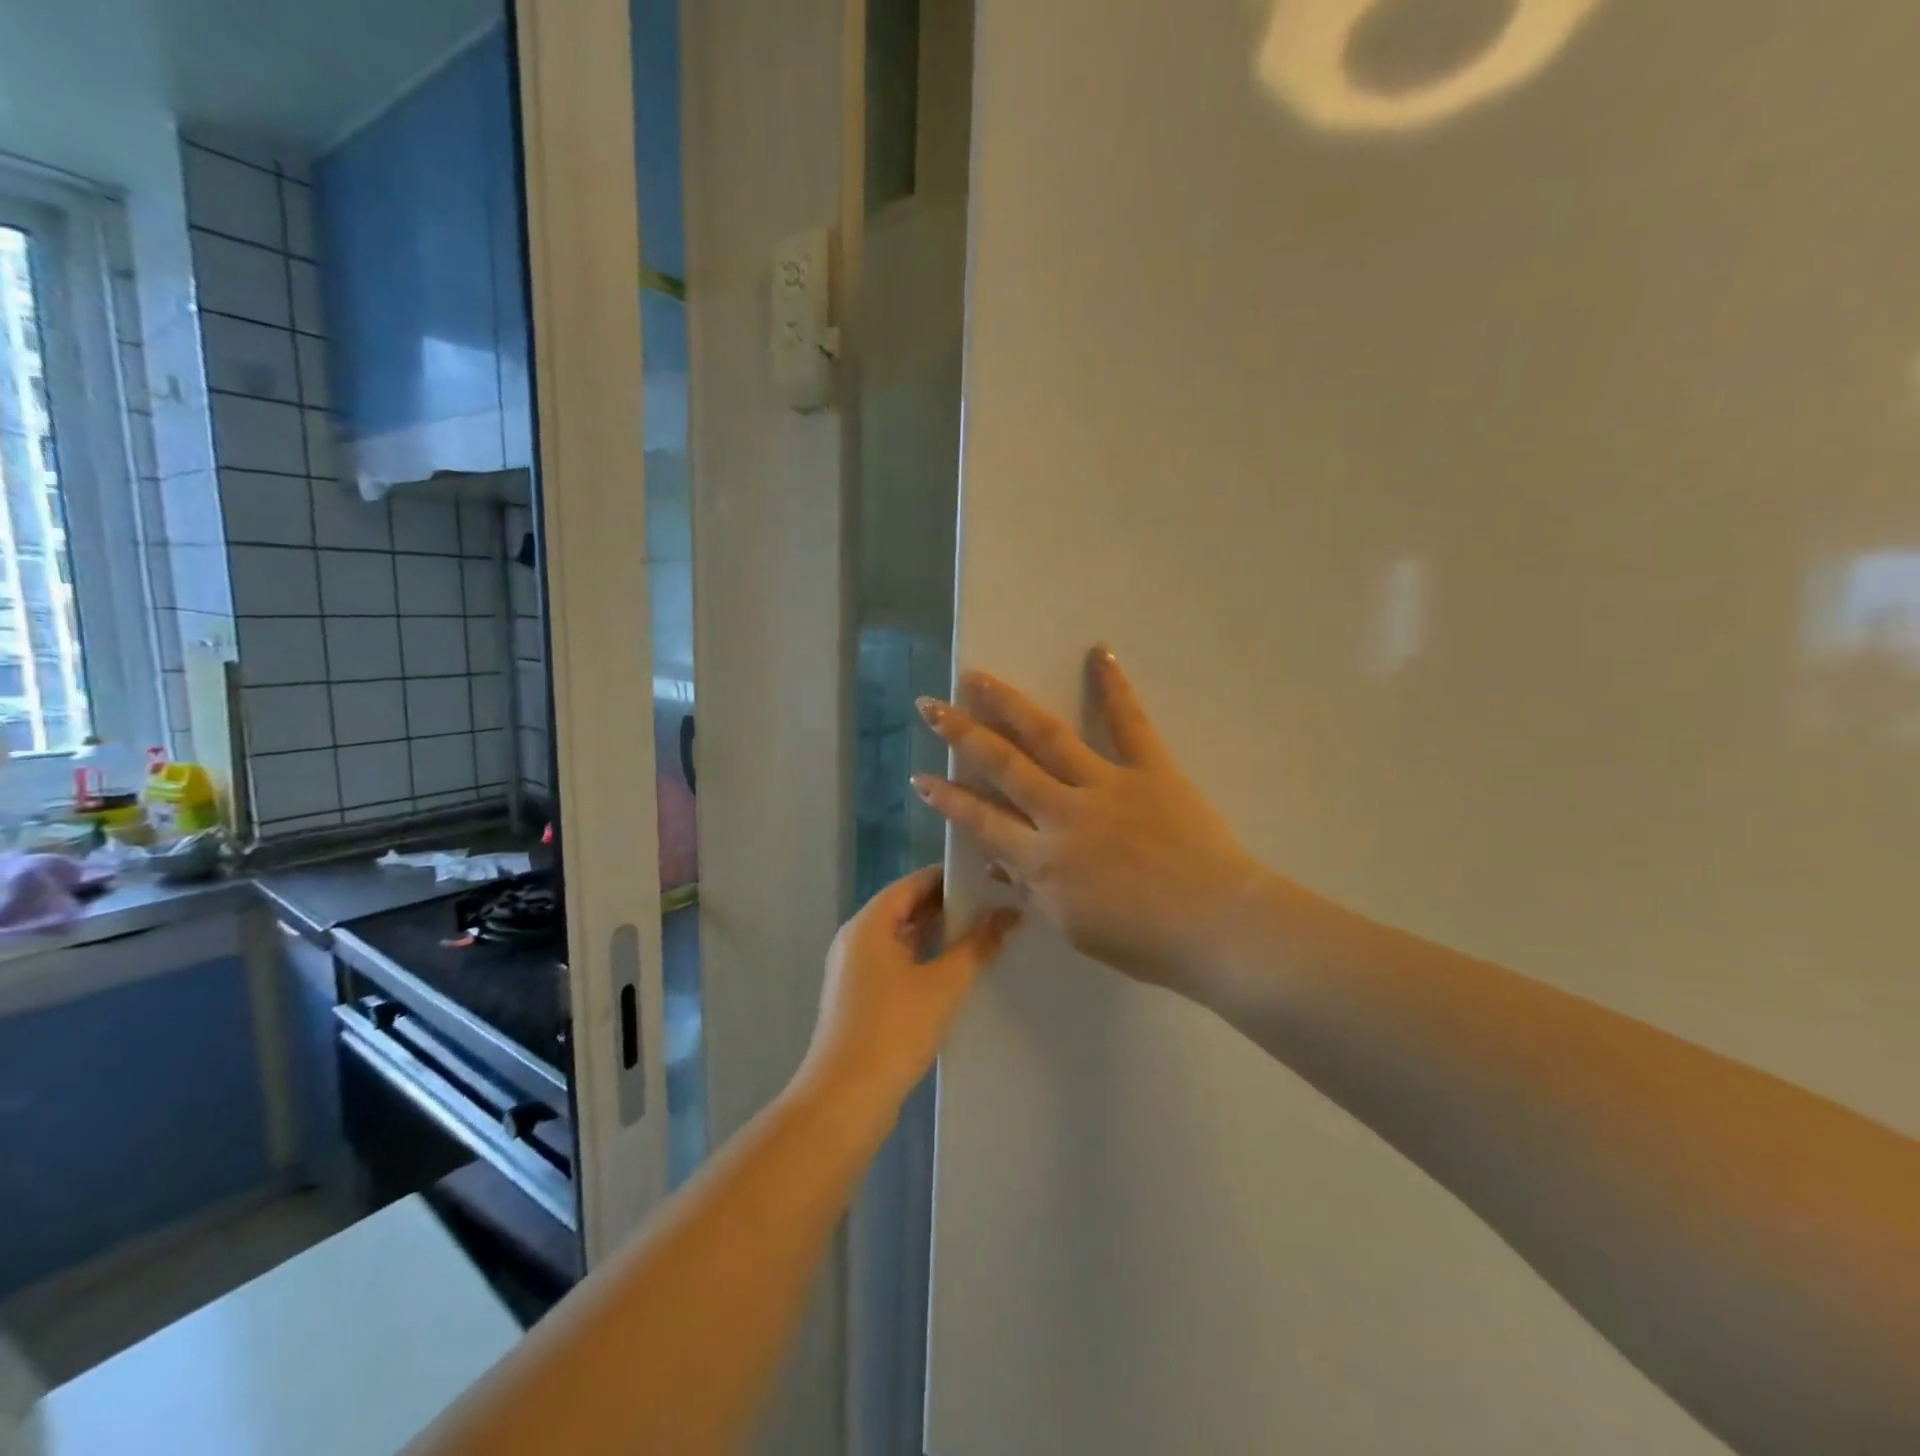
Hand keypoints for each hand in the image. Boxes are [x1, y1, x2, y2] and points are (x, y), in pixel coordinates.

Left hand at [803, 867, 1019, 1106]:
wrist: (845, 1099)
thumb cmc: (893, 1031)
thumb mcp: (944, 985)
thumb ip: (978, 945)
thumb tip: (1010, 913)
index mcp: (869, 924)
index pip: (913, 883)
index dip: (950, 877)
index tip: (989, 878)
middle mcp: (856, 938)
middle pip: (906, 908)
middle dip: (948, 906)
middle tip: (994, 906)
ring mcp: (854, 968)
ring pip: (902, 937)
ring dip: (938, 935)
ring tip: (984, 934)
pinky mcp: (859, 996)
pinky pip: (895, 961)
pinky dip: (924, 958)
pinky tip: (956, 971)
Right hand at [911, 646, 1270, 995]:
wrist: (1219, 928)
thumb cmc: (1144, 941)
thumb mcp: (1072, 927)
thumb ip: (1029, 891)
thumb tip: (994, 861)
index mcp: (1043, 860)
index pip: (980, 821)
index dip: (946, 799)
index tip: (921, 778)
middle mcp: (1064, 814)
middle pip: (1003, 765)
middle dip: (961, 734)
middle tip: (931, 707)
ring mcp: (1107, 786)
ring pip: (1048, 736)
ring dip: (1008, 704)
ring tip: (977, 677)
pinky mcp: (1151, 770)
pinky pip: (1130, 723)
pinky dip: (1114, 686)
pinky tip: (1099, 651)